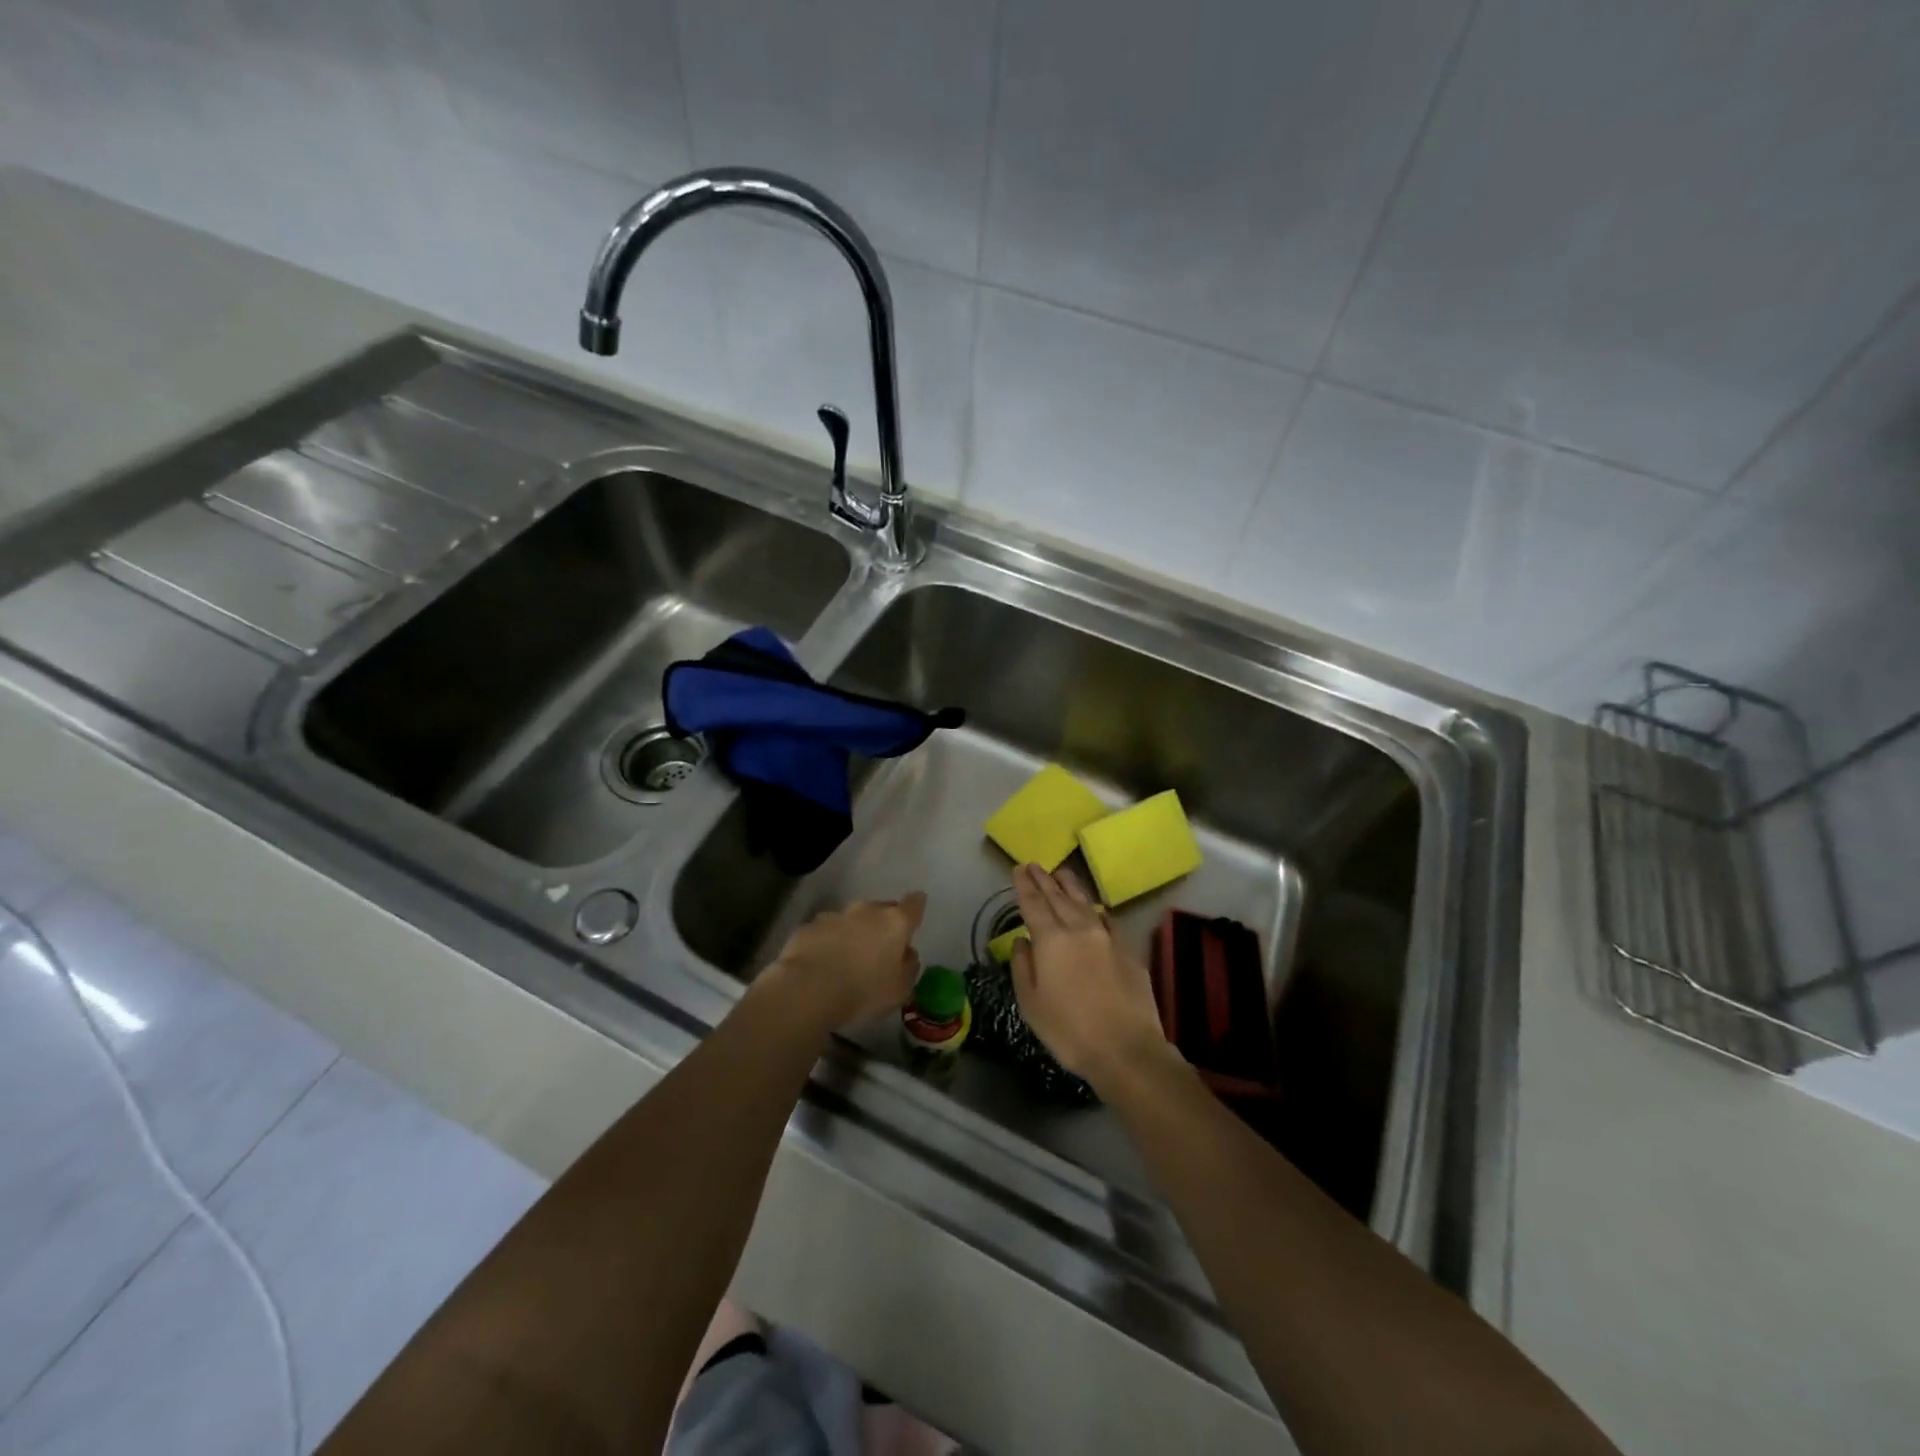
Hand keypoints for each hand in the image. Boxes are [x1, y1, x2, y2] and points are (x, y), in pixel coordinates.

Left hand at [762, 893, 926, 1029]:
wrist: (806, 990)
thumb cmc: (862, 992)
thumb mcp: (899, 990)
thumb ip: (909, 967)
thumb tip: (908, 953)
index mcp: (894, 923)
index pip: (914, 904)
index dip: (916, 907)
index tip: (915, 913)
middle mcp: (866, 911)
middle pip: (881, 909)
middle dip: (882, 923)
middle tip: (880, 947)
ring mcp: (834, 916)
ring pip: (851, 920)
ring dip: (853, 933)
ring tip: (848, 959)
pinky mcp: (808, 927)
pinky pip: (825, 932)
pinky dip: (827, 942)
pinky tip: (821, 964)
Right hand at [1010, 864, 1175, 1093]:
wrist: (1126, 1049)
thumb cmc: (1069, 1031)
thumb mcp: (1031, 1004)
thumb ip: (1022, 966)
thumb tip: (1022, 941)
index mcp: (1051, 940)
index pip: (1033, 904)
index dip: (1024, 885)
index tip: (1019, 869)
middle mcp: (1079, 929)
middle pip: (1058, 897)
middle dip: (1044, 879)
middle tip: (1035, 865)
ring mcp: (1107, 937)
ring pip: (1085, 902)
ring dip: (1071, 886)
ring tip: (1062, 873)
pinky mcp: (1128, 949)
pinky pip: (1108, 920)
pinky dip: (1096, 910)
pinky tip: (1095, 908)